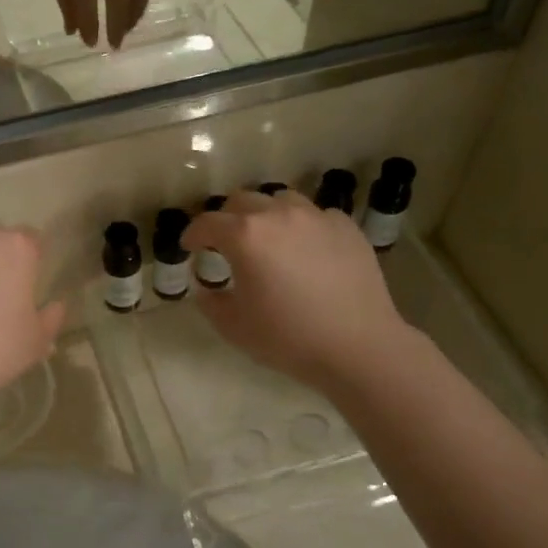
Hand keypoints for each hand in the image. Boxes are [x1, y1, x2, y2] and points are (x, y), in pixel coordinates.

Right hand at [181, 190, 410, 390]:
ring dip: (265, 216)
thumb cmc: (287, 338)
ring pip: (280, 201)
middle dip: (227, 219)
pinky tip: (304, 251)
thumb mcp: (233, 327)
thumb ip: (210, 301)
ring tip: (267, 240)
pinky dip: (300, 227)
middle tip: (226, 244)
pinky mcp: (345, 227)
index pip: (207, 223)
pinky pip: (314, 216)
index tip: (190, 248)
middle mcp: (278, 215)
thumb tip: (205, 286)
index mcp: (245, 236)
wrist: (357, 346)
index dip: (192, 234)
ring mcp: (316, 217)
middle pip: (242, 201)